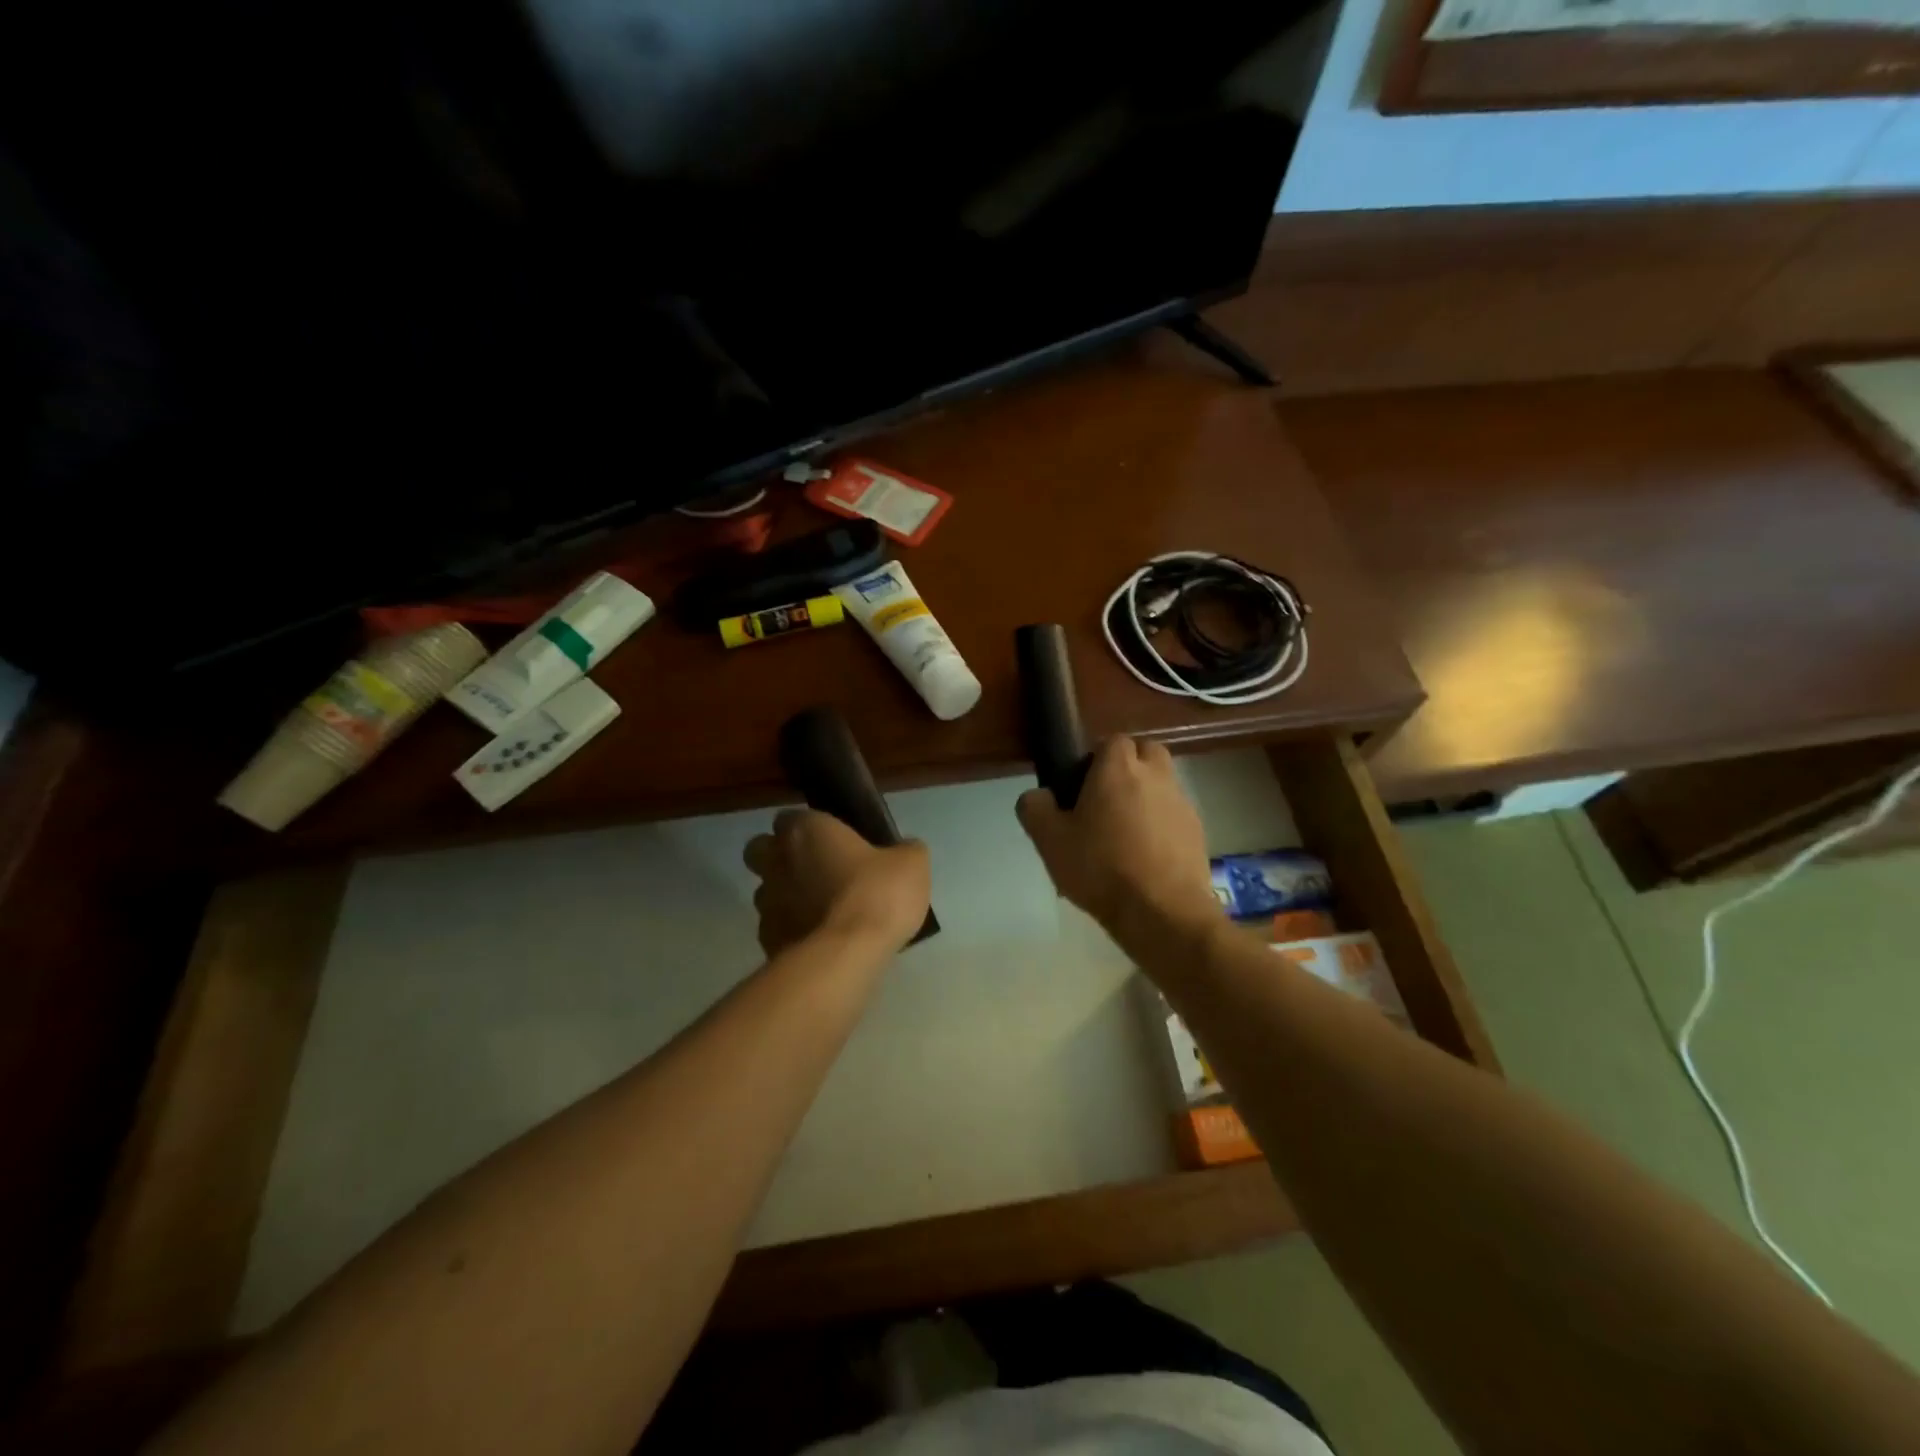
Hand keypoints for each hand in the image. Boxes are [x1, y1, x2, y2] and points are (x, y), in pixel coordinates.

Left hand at [743, 810, 930, 957]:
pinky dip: (793, 930)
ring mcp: (767, 902)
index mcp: (806, 831)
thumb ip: (904, 850)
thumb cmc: (876, 894)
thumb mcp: (911, 864)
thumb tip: (904, 849)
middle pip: (762, 850)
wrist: (846, 955)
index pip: (790, 817)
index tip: (833, 841)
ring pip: (767, 890)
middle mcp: (777, 860)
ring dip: (787, 895)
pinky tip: (821, 941)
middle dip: (780, 857)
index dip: (809, 828)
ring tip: (822, 911)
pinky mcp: (766, 940)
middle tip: (816, 871)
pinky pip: (777, 927)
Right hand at [1016, 738, 1217, 944]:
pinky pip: (1174, 816)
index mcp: (1118, 768)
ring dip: (1146, 797)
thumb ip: (1035, 809)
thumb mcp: (1049, 840)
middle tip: (1105, 801)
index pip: (1111, 741)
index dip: (1095, 760)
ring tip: (1124, 834)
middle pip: (1145, 753)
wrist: (1162, 912)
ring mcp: (1181, 803)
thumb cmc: (1101, 867)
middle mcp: (1156, 775)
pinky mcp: (1197, 832)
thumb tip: (1038, 796)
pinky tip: (1145, 857)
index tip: (1080, 788)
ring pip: (1162, 784)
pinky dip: (1161, 825)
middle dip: (1128, 768)